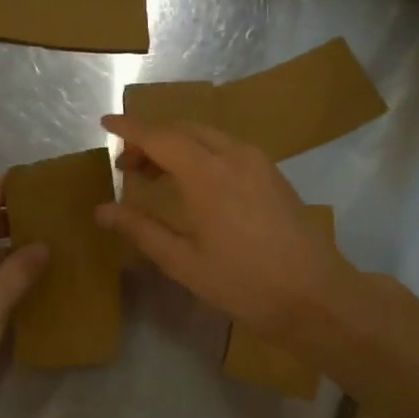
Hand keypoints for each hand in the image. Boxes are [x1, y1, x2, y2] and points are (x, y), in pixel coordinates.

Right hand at [95, 115, 355, 341]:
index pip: (159, 137)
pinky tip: (194, 182)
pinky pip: (228, 147)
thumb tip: (102, 210)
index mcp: (208, 173)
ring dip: (177, 144)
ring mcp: (259, 162)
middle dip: (151, 138)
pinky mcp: (274, 174)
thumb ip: (141, 230)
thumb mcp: (184, 262)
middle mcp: (234, 155)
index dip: (129, 128)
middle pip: (184, 129)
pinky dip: (202, 152)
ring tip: (156, 174)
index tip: (104, 122)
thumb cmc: (245, 283)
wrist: (316, 296)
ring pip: (208, 135)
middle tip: (127, 165)